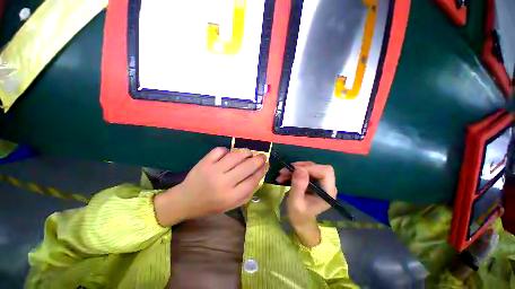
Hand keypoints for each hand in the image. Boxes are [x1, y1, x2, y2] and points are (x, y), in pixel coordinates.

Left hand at [154, 147, 267, 225]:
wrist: (185, 201)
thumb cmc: (211, 205)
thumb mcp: (231, 204)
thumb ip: (247, 191)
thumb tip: (259, 173)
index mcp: (231, 197)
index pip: (253, 180)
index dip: (262, 170)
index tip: (266, 165)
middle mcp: (223, 183)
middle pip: (247, 166)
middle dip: (258, 159)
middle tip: (262, 156)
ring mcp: (213, 170)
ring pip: (236, 155)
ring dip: (246, 152)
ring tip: (249, 153)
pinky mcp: (204, 162)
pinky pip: (220, 150)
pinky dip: (227, 151)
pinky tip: (228, 155)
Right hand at [276, 162, 336, 246]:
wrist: (299, 220)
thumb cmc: (298, 215)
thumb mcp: (295, 202)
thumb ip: (298, 186)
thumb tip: (299, 168)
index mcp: (328, 192)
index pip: (325, 172)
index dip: (310, 168)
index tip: (294, 170)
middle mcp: (327, 185)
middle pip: (317, 167)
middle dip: (300, 167)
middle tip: (285, 171)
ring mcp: (321, 182)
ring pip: (310, 167)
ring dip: (295, 168)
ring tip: (282, 174)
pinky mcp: (314, 180)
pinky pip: (305, 170)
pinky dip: (294, 171)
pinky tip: (284, 175)